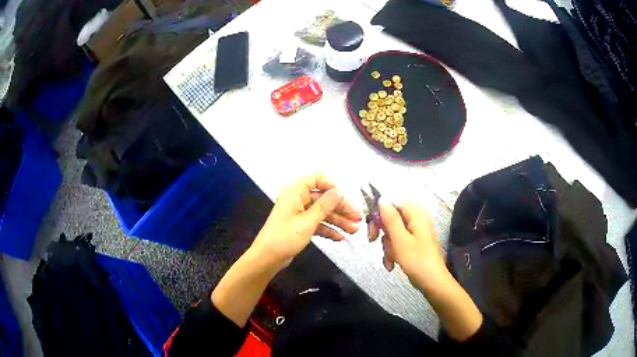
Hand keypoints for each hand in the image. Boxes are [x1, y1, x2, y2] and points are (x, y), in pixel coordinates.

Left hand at [252, 172, 361, 266]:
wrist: (267, 258)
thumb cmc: (286, 237)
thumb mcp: (308, 221)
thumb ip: (325, 205)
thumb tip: (339, 191)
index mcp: (296, 192)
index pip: (316, 178)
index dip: (331, 185)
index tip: (345, 196)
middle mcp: (298, 199)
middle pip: (323, 198)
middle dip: (341, 208)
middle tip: (358, 218)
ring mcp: (299, 214)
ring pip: (322, 212)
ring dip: (338, 220)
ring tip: (354, 230)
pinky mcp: (300, 226)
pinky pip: (317, 224)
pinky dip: (328, 229)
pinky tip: (340, 238)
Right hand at [369, 198, 447, 290]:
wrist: (431, 282)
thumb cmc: (417, 260)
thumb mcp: (400, 239)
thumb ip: (390, 218)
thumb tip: (382, 198)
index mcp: (416, 213)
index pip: (392, 202)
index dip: (379, 212)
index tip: (371, 227)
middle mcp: (416, 218)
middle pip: (390, 217)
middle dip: (382, 232)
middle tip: (372, 241)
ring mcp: (415, 231)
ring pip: (392, 231)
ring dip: (387, 246)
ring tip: (389, 260)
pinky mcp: (413, 242)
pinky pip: (397, 241)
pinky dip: (392, 252)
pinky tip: (391, 264)